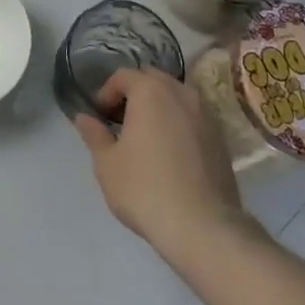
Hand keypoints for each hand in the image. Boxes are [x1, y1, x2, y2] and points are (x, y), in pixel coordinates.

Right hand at [73, 68, 249, 260]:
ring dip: (159, 106)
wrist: (203, 228)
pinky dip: (179, 123)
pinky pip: (193, 118)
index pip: (123, 76)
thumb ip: (94, 134)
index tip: (100, 116)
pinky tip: (171, 153)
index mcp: (151, 91)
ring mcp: (206, 115)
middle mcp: (181, 93)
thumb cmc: (146, 189)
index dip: (106, 92)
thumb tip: (83, 117)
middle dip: (134, 93)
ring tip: (147, 136)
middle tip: (121, 121)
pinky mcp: (221, 139)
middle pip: (152, 79)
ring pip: (176, 96)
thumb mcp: (107, 164)